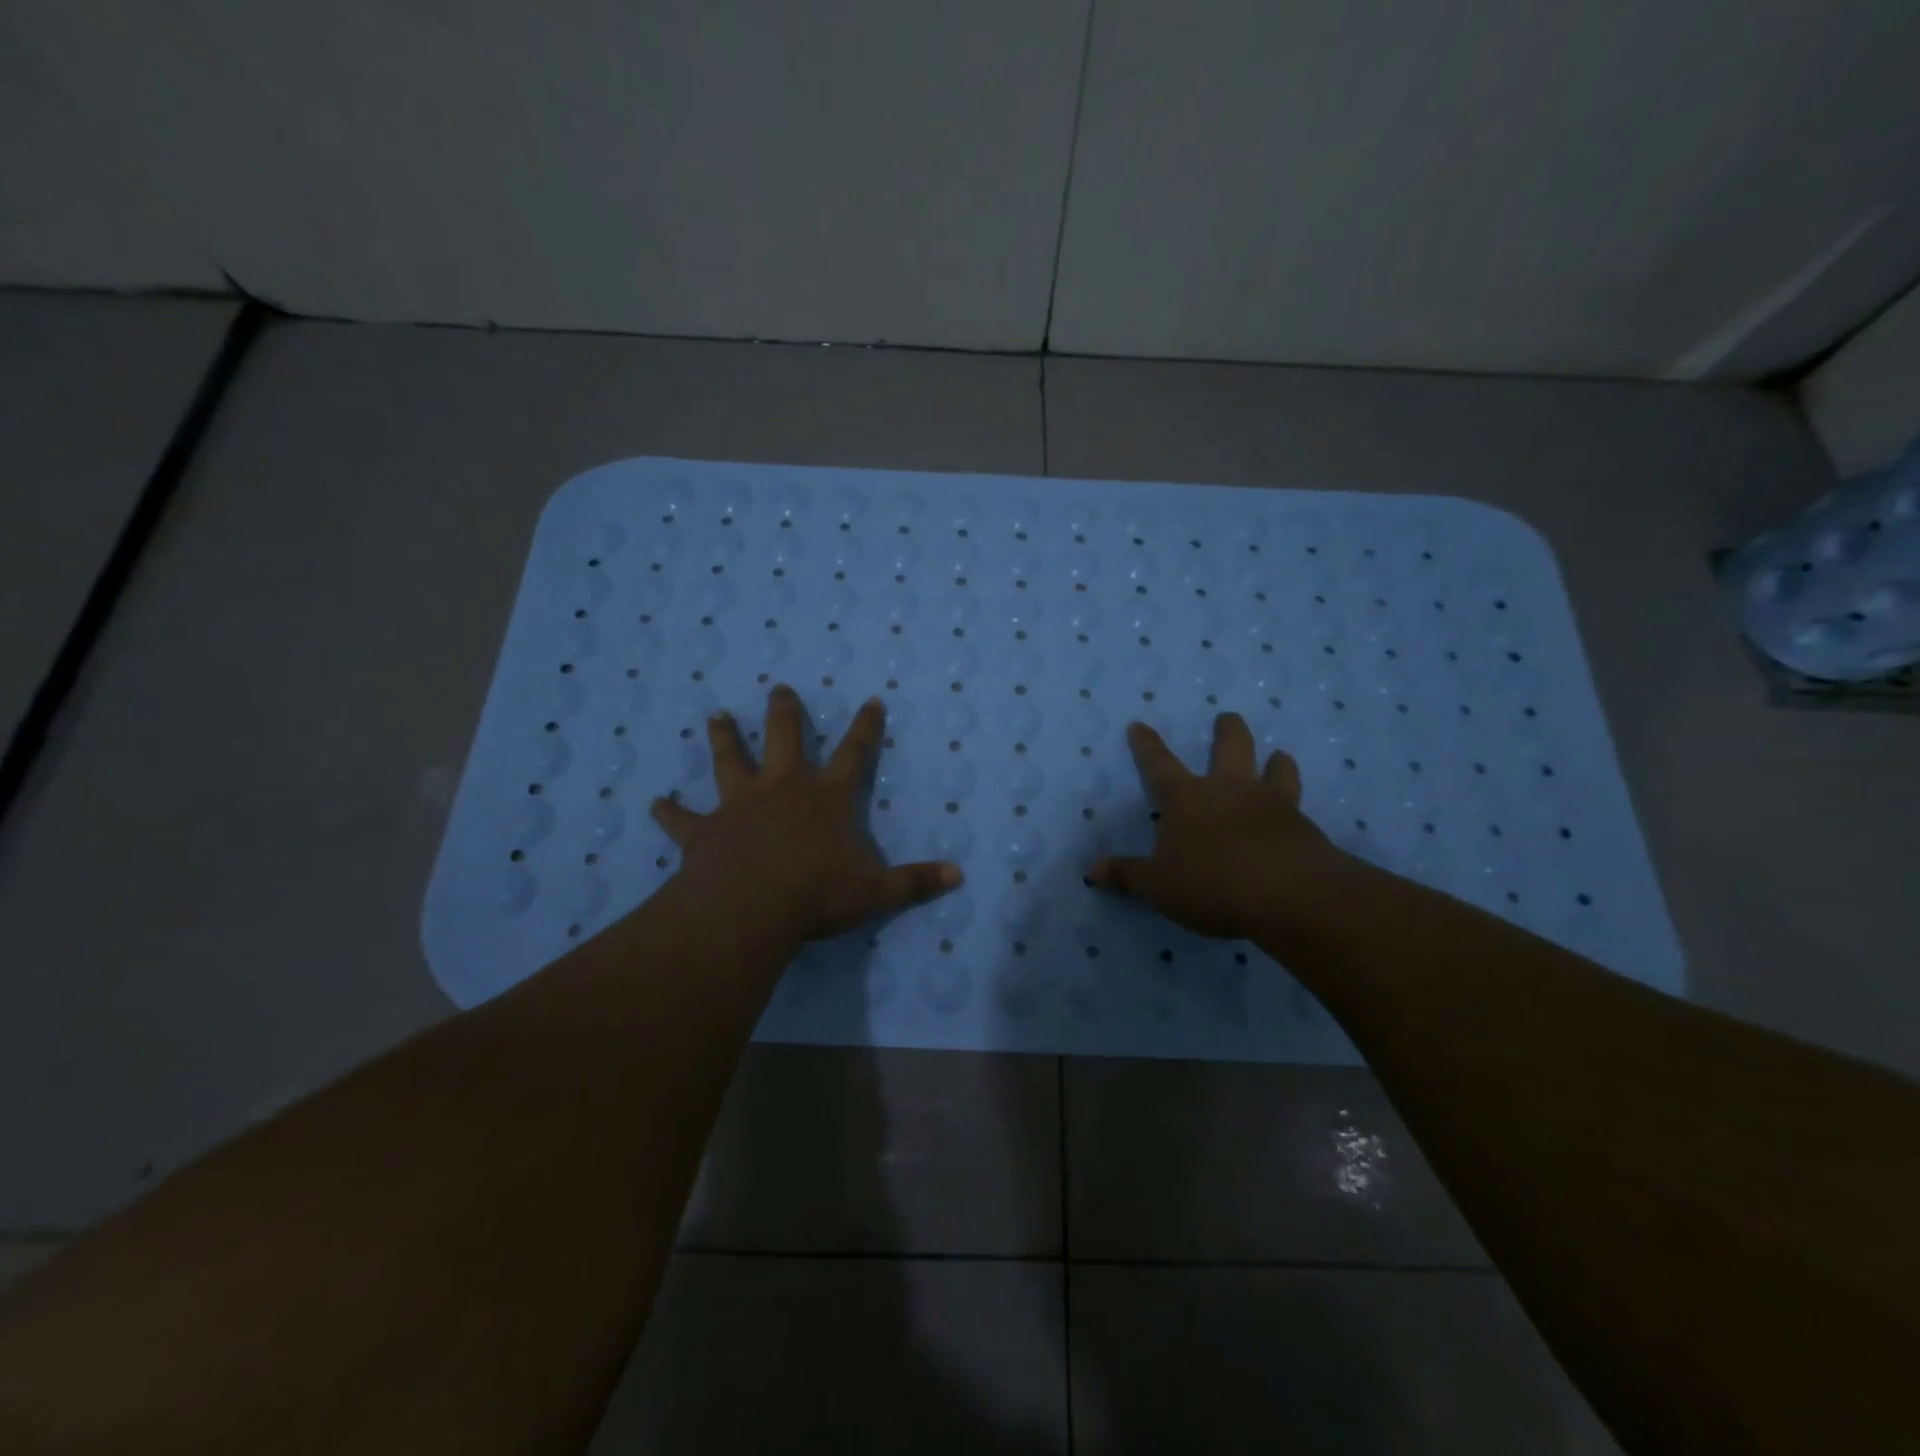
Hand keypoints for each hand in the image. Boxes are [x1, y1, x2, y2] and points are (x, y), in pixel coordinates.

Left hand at [650, 685, 961, 940]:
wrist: (751, 907)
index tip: (870, 700)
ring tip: (715, 716)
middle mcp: (783, 790)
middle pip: (785, 740)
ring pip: (730, 762)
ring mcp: (740, 806)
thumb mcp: (876, 892)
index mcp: (827, 798)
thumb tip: (958, 877)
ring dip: (724, 740)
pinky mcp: (706, 831)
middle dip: (785, 713)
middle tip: (779, 688)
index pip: (854, 754)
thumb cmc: (817, 894)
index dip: (865, 727)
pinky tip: (654, 803)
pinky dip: (670, 812)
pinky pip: (683, 819)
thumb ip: (916, 882)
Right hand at [1089, 713, 1358, 943]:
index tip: (1139, 725)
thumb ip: (1128, 875)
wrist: (1288, 894)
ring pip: (1276, 770)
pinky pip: (1300, 808)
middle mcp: (1229, 790)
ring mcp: (1272, 805)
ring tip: (1279, 756)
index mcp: (1186, 798)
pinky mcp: (1304, 828)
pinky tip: (1300, 817)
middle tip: (1227, 717)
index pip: (1159, 765)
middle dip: (1227, 730)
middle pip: (1230, 748)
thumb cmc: (1210, 882)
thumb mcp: (1158, 885)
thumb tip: (1093, 870)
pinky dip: (1296, 808)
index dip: (1147, 746)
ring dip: (1276, 762)